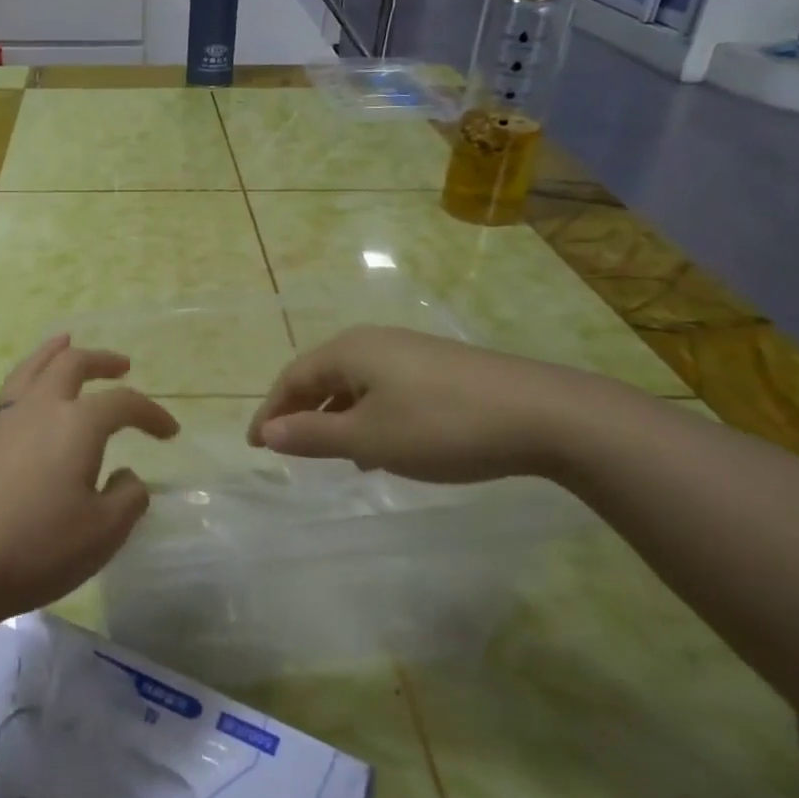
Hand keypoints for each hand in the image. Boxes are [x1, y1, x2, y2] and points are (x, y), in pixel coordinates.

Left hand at [0, 335, 178, 630]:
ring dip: (55, 353)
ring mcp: (6, 423)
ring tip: (65, 342)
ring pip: (33, 368)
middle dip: (101, 360)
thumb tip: (127, 476)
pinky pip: (13, 391)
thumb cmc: (36, 547)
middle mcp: (41, 409)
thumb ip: (127, 499)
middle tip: (122, 365)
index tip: (170, 431)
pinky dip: (31, 377)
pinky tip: (33, 396)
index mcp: (78, 424)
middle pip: (71, 364)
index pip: (123, 404)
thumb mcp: (102, 533)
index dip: (151, 413)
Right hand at [246, 326, 609, 482]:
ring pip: (354, 384)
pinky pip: (383, 389)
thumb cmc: (441, 426)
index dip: (270, 412)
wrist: (543, 413)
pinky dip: (367, 415)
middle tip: (286, 448)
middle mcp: (373, 343)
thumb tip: (268, 431)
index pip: (292, 378)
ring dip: (335, 417)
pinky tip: (381, 446)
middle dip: (301, 413)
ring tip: (332, 455)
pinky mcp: (437, 368)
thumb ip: (313, 436)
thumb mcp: (370, 438)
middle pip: (321, 376)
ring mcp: (409, 352)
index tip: (255, 445)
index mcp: (349, 351)